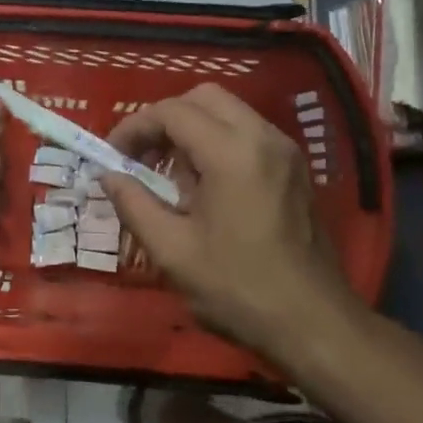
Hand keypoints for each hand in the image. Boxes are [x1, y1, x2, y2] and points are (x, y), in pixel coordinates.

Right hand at [102, 84, 357, 366]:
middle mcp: (263, 138)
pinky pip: (248, 133)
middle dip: (165, 119)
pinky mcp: (295, 168)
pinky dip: (217, 141)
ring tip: (169, 174)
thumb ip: (134, 203)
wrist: (314, 324)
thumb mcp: (172, 250)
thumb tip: (108, 175)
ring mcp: (285, 151)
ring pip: (228, 111)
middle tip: (141, 156)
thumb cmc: (238, 288)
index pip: (172, 112)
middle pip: (203, 97)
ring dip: (191, 129)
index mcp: (232, 153)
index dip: (134, 127)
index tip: (112, 156)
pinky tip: (204, 185)